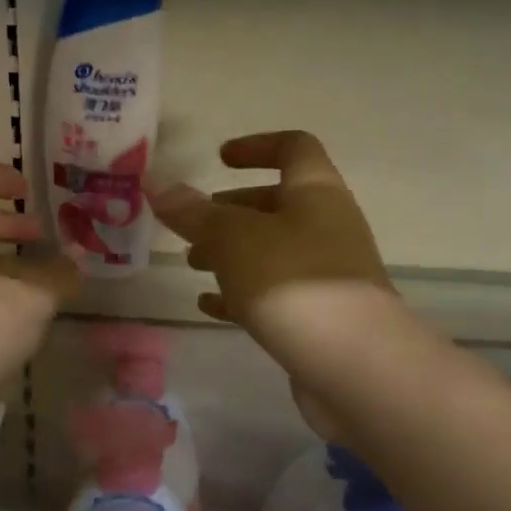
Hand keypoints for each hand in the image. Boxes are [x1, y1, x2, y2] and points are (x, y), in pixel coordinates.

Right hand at [152, 130, 397, 392]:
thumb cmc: (292, 282)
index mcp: (315, 193)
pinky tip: (208, 305)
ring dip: (232, 252)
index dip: (256, 146)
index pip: (293, 148)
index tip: (219, 159)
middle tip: (193, 224)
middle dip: (232, 210)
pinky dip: (240, 293)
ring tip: (192, 265)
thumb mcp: (233, 240)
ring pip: (272, 251)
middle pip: (278, 203)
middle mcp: (327, 226)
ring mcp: (326, 274)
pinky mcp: (319, 316)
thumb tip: (157, 184)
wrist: (353, 364)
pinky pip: (273, 293)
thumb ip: (194, 213)